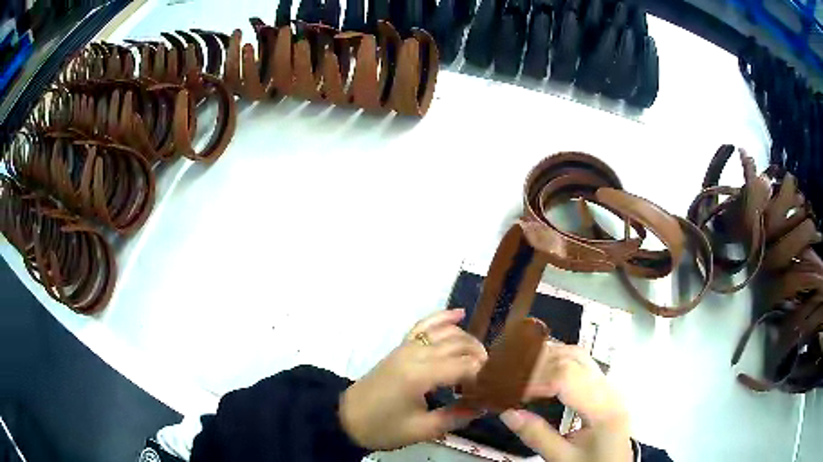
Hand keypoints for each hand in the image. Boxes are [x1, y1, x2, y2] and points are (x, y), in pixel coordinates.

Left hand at [339, 309, 487, 449]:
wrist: (347, 418)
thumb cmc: (383, 427)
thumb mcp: (421, 430)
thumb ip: (455, 417)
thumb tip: (483, 407)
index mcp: (421, 375)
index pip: (466, 366)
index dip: (484, 375)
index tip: (493, 389)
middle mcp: (416, 354)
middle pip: (460, 344)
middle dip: (480, 357)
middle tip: (490, 378)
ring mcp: (407, 347)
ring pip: (446, 332)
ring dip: (468, 340)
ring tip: (481, 359)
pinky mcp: (401, 347)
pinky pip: (424, 325)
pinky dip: (443, 318)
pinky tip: (459, 314)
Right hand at [499, 343, 631, 461]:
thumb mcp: (562, 458)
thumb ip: (537, 436)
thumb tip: (507, 412)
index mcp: (602, 408)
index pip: (567, 377)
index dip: (534, 379)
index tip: (509, 391)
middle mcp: (609, 389)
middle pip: (572, 359)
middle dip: (537, 364)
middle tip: (507, 376)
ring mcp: (608, 384)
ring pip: (577, 355)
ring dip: (547, 357)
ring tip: (521, 369)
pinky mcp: (603, 386)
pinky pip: (580, 362)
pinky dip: (557, 360)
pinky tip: (541, 368)